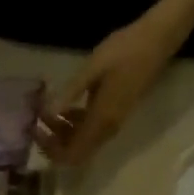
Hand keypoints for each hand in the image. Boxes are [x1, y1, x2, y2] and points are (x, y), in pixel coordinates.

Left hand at [35, 6, 187, 166]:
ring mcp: (113, 123)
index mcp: (102, 120)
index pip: (73, 154)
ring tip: (46, 110)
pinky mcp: (114, 114)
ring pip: (82, 142)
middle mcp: (107, 129)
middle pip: (76, 152)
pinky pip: (90, 130)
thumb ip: (71, 92)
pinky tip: (64, 105)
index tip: (36, 130)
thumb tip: (48, 113)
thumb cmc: (125, 50)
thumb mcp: (93, 68)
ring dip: (62, 132)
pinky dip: (74, 124)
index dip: (51, 150)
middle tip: (37, 120)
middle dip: (53, 142)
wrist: (157, 41)